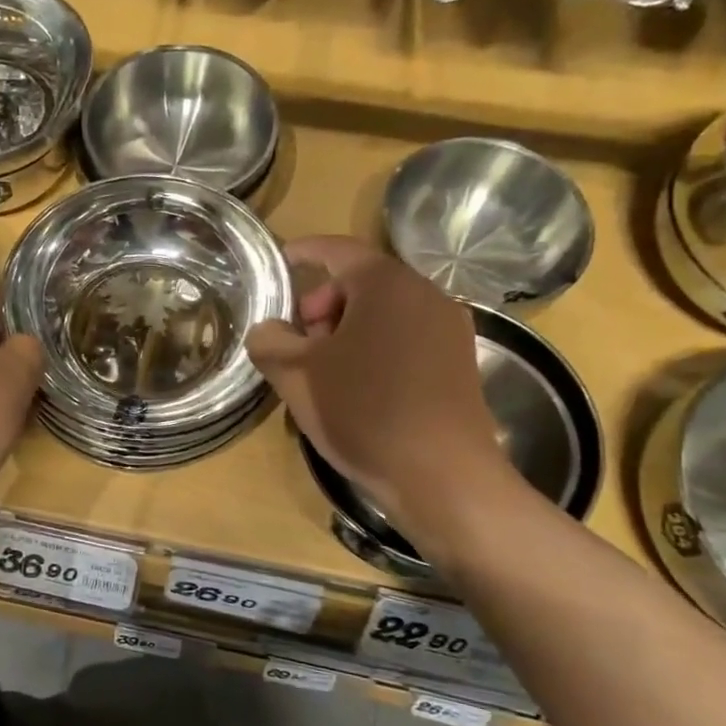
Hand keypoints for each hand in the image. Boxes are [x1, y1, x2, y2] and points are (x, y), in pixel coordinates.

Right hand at [246, 237, 510, 539]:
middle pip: (361, 281)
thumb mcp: (296, 375)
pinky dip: (375, 345)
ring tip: (324, 369)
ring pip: (384, 311)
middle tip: (299, 341)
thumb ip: (269, 341)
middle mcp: (425, 294)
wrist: (442, 475)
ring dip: (347, 328)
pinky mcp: (458, 361)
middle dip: (322, 303)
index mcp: (386, 284)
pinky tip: (358, 386)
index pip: (337, 250)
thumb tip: (267, 330)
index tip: (278, 261)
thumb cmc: (363, 411)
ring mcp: (448, 328)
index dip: (303, 252)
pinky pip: (406, 336)